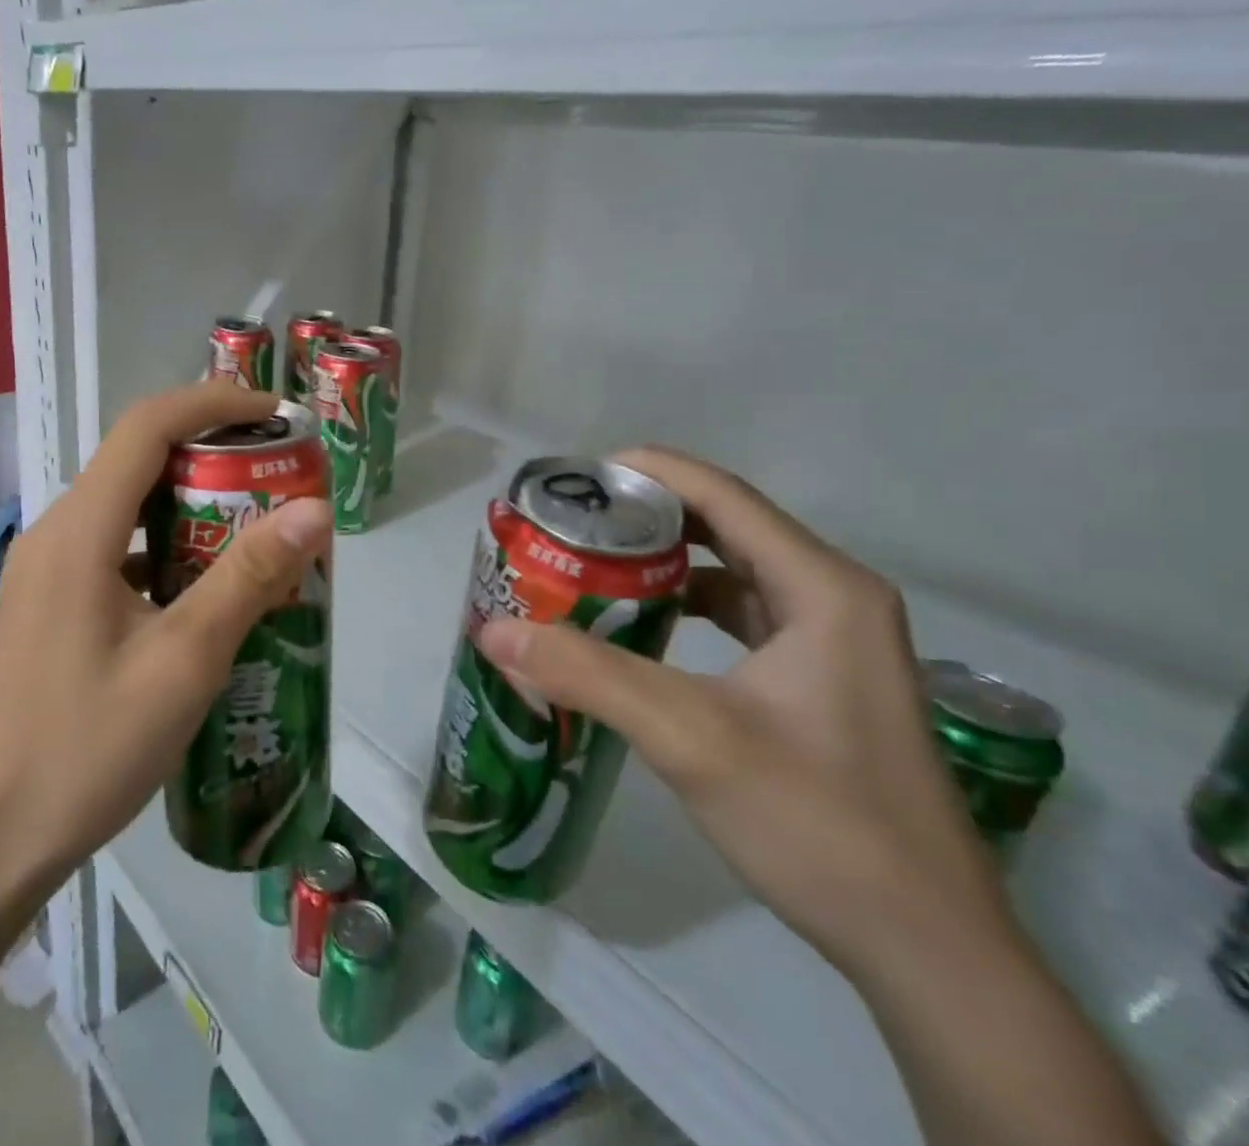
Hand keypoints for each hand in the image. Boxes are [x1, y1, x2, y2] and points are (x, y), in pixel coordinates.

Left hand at [0, 382, 331, 890]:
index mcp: (78, 532)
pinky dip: (167, 550)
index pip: (146, 426)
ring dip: (192, 506)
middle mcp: (55, 536)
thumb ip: (248, 578)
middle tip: (279, 477)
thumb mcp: (183, 662)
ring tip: (256, 530)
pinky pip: (116, 552)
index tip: (274, 415)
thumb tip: (312, 509)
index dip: (213, 403)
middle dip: (211, 455)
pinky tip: (206, 593)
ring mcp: (46, 573)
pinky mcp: (50, 607)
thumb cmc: (85, 751)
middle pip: (137, 462)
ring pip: (128, 509)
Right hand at [477, 447, 1006, 975]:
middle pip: (726, 526)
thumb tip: (493, 629)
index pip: (723, 496)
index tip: (576, 477)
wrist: (926, 949)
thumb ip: (587, 675)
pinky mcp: (820, 680)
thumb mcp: (690, 738)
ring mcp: (833, 641)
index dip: (648, 472)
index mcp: (823, 588)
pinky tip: (640, 624)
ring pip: (733, 570)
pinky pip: (741, 614)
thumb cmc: (819, 823)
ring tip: (591, 563)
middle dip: (645, 516)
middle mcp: (834, 597)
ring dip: (664, 561)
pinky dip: (686, 605)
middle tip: (570, 521)